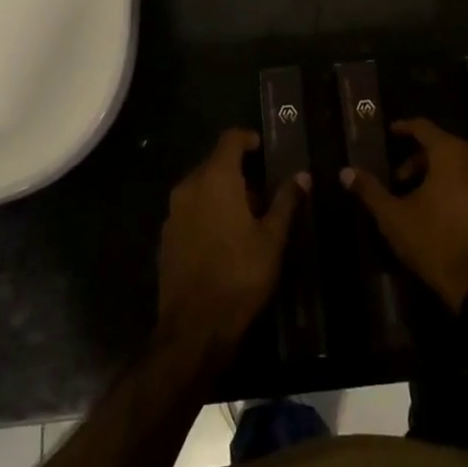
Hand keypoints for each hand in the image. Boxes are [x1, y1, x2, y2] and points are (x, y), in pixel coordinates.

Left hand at [156, 128, 304, 364]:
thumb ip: (286, 201)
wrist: (195, 327)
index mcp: (215, 178)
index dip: (248, 139)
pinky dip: (207, 212)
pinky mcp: (165, 237)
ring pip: (201, 187)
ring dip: (222, 193)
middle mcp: (188, 187)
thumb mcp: (272, 238)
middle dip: (239, 172)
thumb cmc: (240, 275)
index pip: (230, 139)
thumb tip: (302, 176)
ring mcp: (173, 212)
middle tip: (263, 195)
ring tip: (247, 219)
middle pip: (214, 163)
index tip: (263, 150)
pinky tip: (224, 239)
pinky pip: (190, 210)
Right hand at [341, 118, 467, 311]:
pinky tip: (443, 210)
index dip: (405, 128)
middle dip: (419, 160)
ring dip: (439, 174)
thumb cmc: (434, 241)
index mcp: (451, 152)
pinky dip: (458, 186)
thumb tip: (345, 171)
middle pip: (443, 146)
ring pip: (461, 165)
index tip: (391, 133)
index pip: (424, 128)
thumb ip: (369, 190)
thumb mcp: (394, 216)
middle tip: (399, 179)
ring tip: (419, 198)